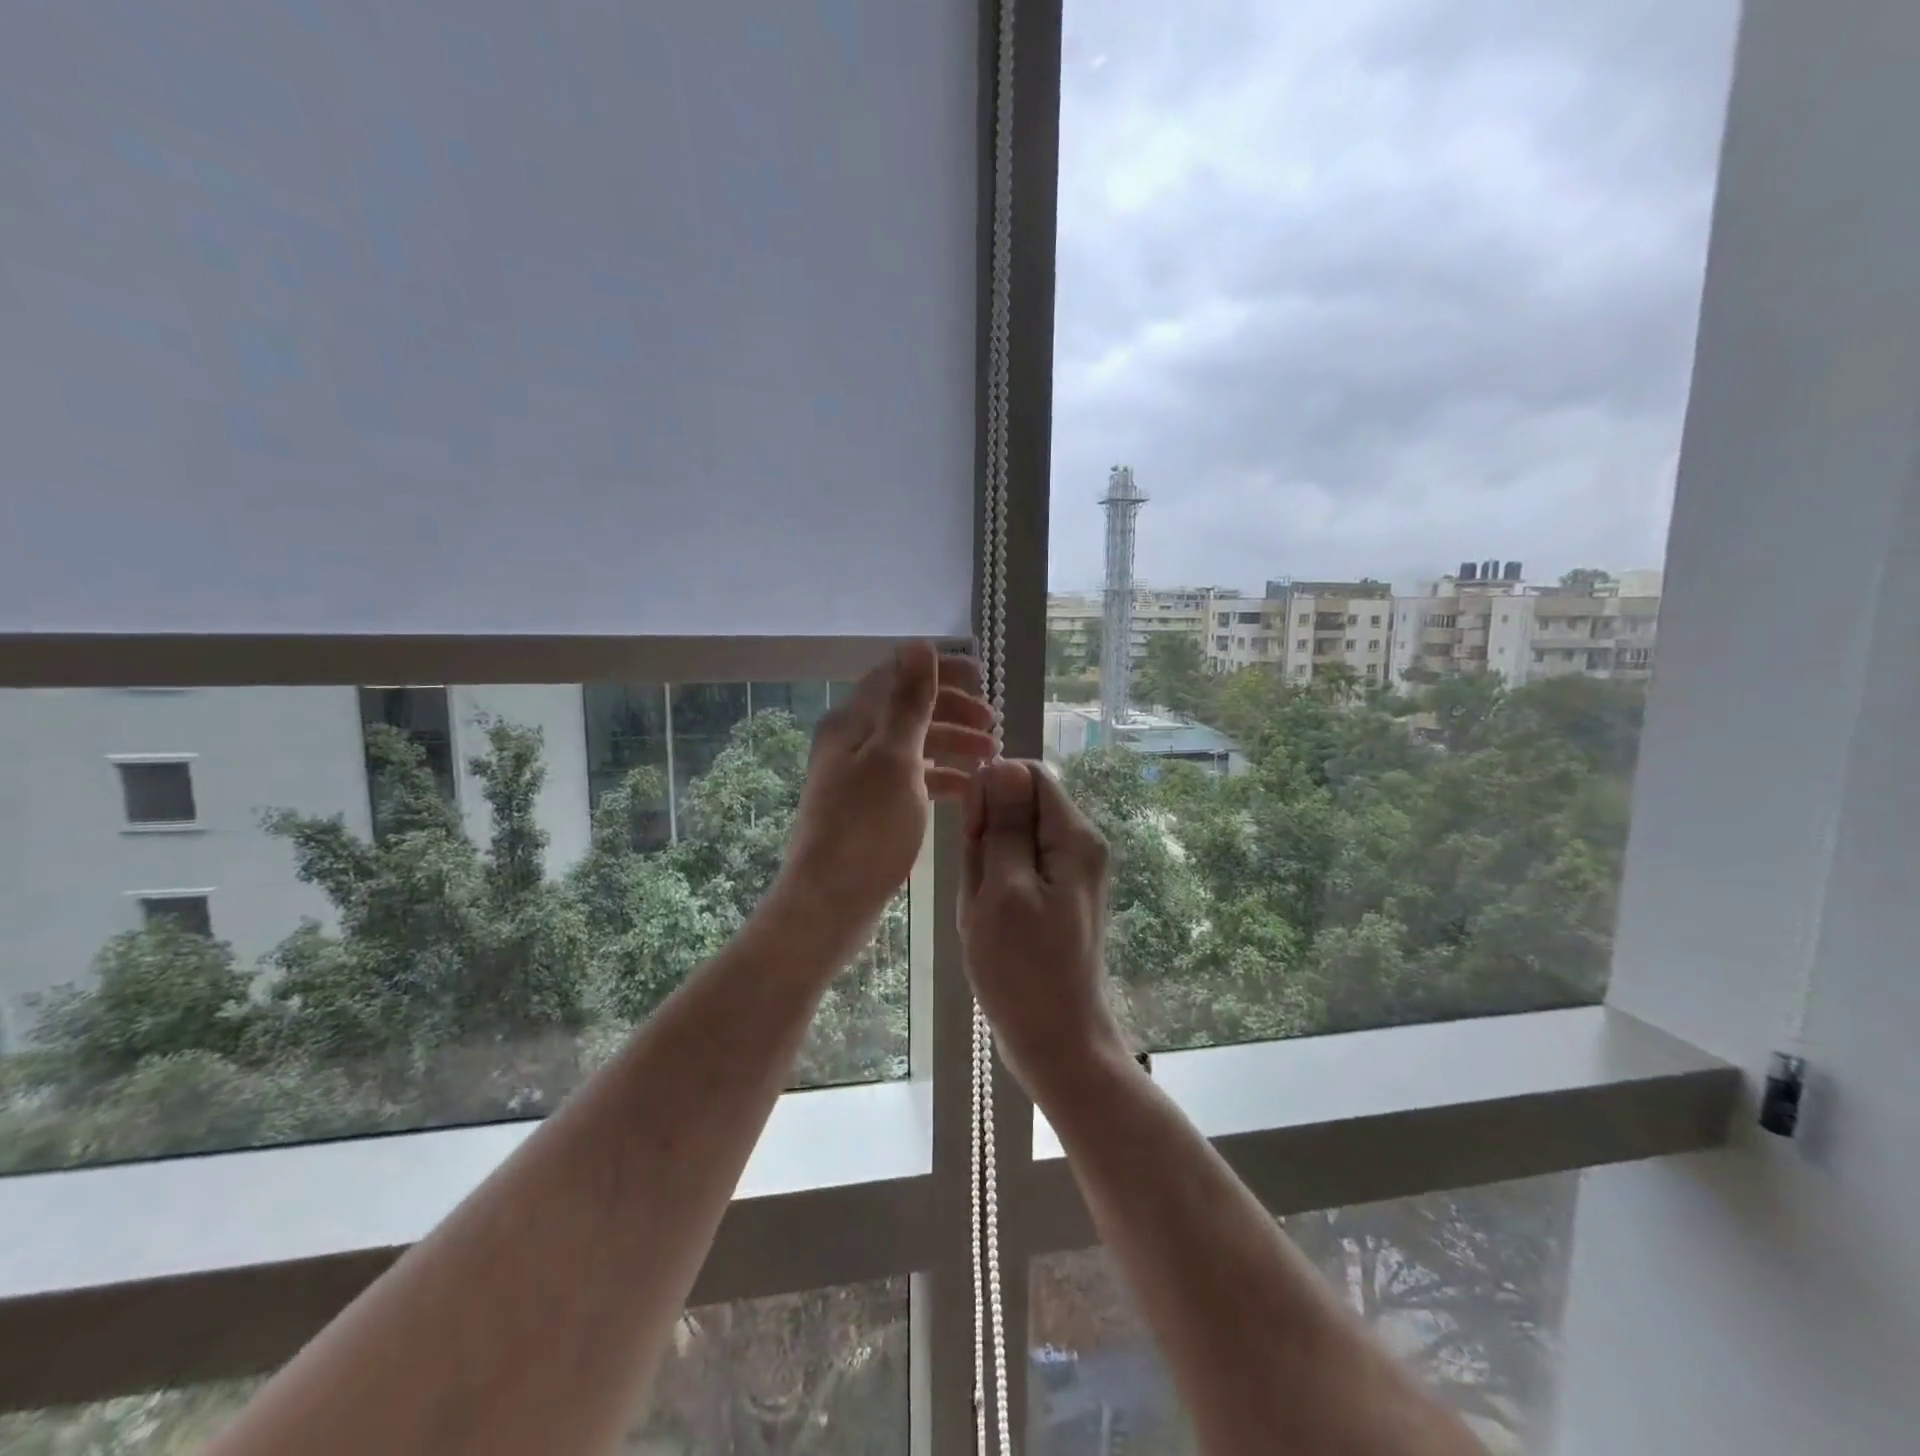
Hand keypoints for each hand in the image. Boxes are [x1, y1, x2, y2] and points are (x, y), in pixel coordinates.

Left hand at [780, 642, 996, 930]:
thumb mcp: (894, 758)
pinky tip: (968, 789)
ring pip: (914, 745)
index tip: (982, 678)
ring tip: (992, 755)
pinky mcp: (871, 808)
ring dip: (952, 743)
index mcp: (852, 722)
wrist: (831, 901)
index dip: (940, 671)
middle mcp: (852, 742)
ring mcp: (861, 777)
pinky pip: (912, 779)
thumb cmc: (866, 828)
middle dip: (953, 710)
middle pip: (908, 710)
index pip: (897, 676)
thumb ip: (909, 702)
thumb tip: (918, 644)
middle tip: (993, 723)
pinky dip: (941, 777)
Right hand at [958, 759, 1128, 1097]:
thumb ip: (1004, 825)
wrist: (1057, 1042)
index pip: (1028, 774)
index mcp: (1074, 837)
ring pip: (1012, 840)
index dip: (991, 793)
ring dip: (986, 868)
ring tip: (984, 912)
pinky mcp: (1055, 896)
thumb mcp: (1003, 890)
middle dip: (988, 837)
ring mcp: (1069, 873)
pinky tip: (988, 921)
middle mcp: (1079, 845)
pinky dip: (994, 888)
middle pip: (1020, 807)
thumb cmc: (1024, 969)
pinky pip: (1016, 870)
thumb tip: (1001, 765)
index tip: (972, 837)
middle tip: (980, 889)